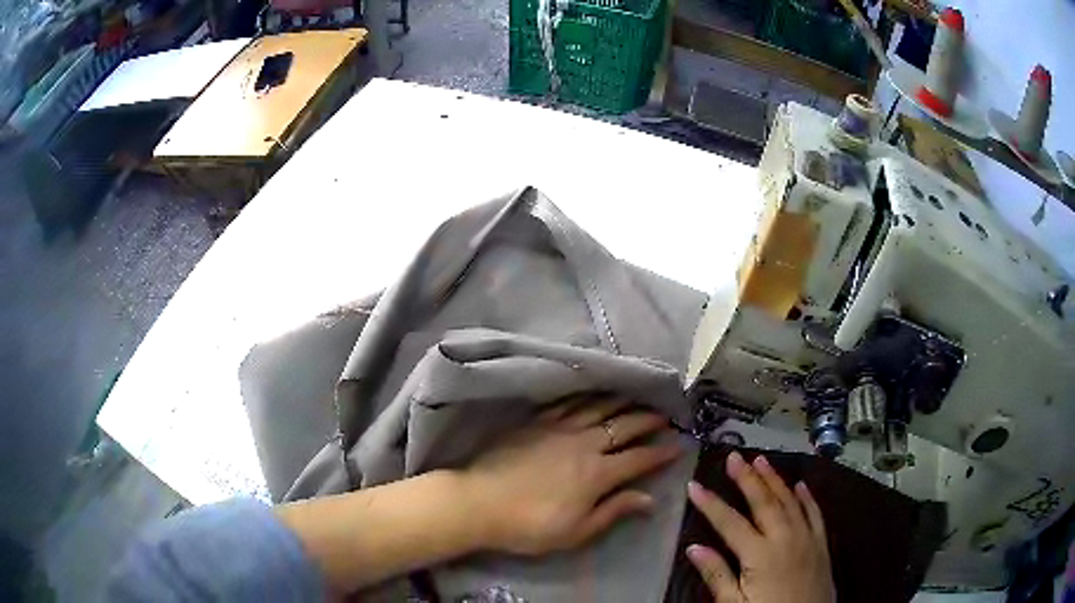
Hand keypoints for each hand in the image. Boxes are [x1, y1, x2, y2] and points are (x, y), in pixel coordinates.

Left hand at [460, 397, 680, 555]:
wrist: (479, 502)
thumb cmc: (530, 525)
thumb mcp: (576, 531)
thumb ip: (614, 511)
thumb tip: (649, 499)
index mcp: (597, 473)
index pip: (639, 458)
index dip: (661, 452)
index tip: (679, 444)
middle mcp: (584, 444)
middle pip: (623, 426)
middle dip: (648, 419)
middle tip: (665, 414)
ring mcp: (559, 428)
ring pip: (598, 408)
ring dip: (621, 401)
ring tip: (637, 395)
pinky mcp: (537, 422)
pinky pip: (568, 403)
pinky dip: (586, 397)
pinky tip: (592, 394)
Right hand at [685, 452, 834, 602]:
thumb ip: (717, 575)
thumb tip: (693, 547)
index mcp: (759, 554)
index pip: (729, 522)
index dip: (710, 503)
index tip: (693, 485)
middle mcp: (784, 537)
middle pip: (763, 502)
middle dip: (746, 478)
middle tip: (734, 457)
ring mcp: (806, 537)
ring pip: (789, 500)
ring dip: (774, 479)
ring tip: (761, 460)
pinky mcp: (821, 543)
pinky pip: (814, 512)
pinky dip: (806, 497)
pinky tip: (800, 485)